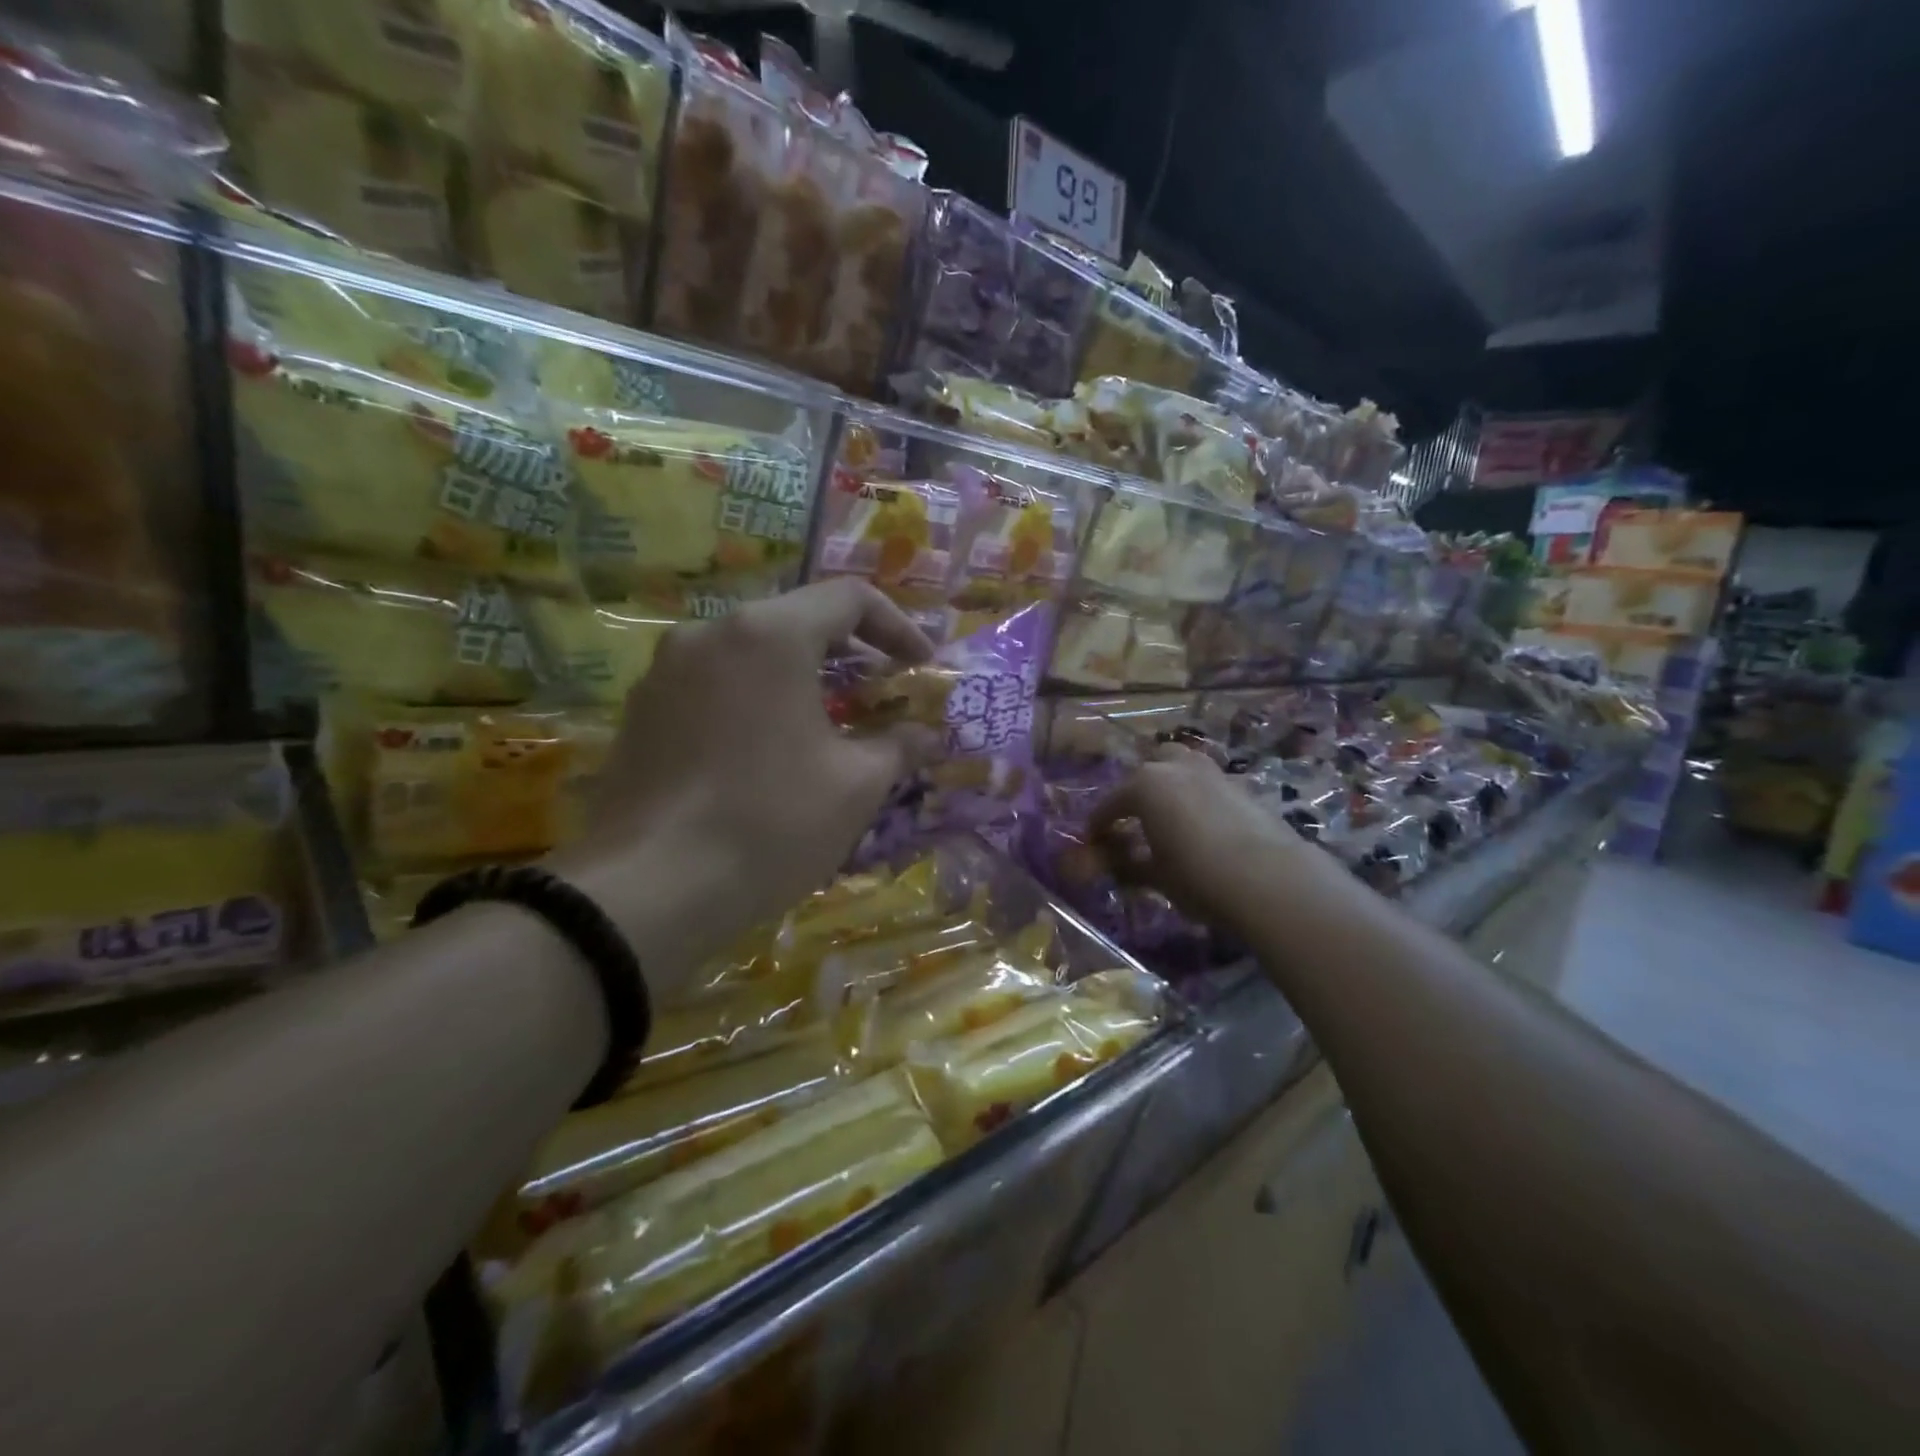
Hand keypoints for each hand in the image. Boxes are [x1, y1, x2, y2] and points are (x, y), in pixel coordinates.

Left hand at [552, 580, 934, 998]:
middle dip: (849, 652)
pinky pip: (713, 685)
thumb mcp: (855, 785)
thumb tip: (927, 736)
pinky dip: (755, 700)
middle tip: (881, 692)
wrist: (647, 892)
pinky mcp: (640, 711)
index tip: (921, 667)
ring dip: (800, 677)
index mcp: (769, 635)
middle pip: (796, 620)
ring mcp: (665, 671)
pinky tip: (768, 751)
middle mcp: (710, 633)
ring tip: (829, 723)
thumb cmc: (770, 823)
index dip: (897, 626)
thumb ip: (898, 746)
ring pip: (750, 653)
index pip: (848, 598)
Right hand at [1089, 745, 1329, 933]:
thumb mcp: (1155, 876)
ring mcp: (1214, 773)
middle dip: (1138, 791)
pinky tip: (1205, 826)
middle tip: (1135, 821)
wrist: (1271, 880)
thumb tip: (1107, 864)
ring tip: (1171, 816)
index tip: (1092, 841)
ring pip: (1184, 767)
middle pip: (1149, 769)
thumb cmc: (1197, 876)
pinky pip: (1211, 785)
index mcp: (1145, 785)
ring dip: (1172, 785)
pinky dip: (1201, 798)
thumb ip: (1126, 865)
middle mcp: (1177, 768)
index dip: (1099, 824)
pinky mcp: (1244, 787)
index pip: (1111, 803)